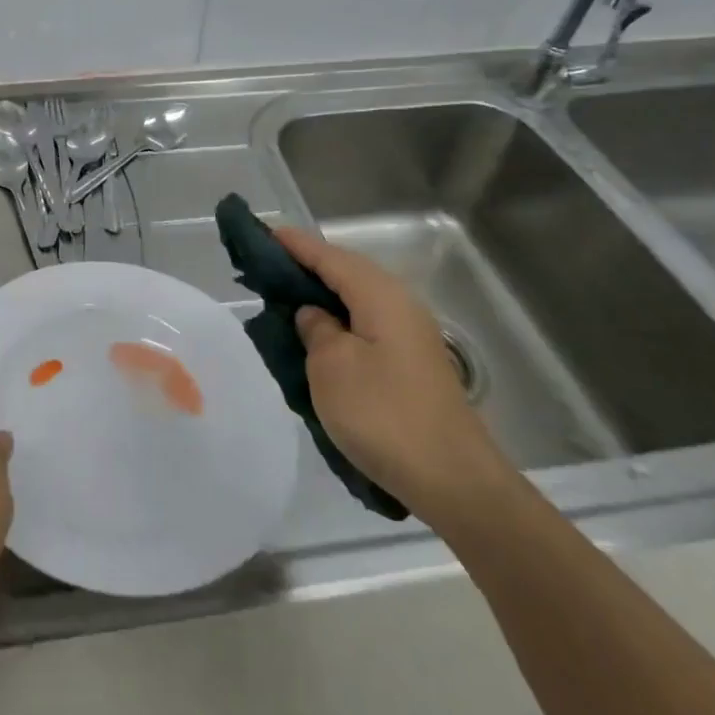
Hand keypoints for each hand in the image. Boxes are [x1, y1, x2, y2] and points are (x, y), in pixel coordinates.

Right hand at [275, 227, 512, 524]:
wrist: (453, 481)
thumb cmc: (383, 415)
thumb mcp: (331, 367)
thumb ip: (315, 329)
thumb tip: (314, 314)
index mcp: (379, 295)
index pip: (328, 255)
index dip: (294, 244)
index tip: (262, 233)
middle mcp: (399, 304)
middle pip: (345, 271)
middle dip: (307, 266)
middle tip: (265, 267)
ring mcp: (410, 335)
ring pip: (356, 299)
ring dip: (322, 295)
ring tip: (284, 298)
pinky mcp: (411, 363)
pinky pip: (365, 323)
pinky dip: (338, 320)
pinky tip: (319, 335)